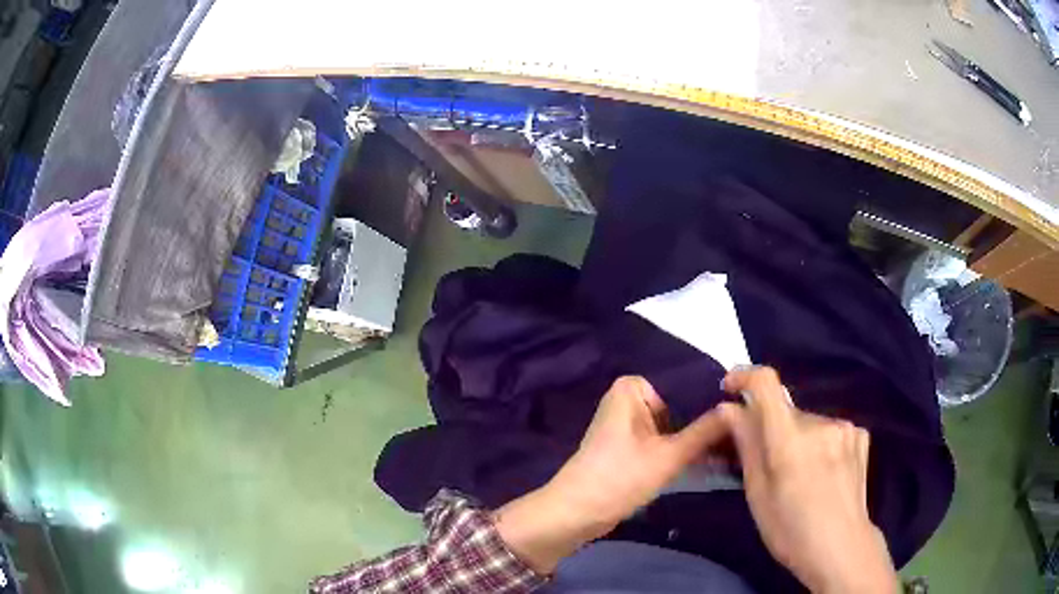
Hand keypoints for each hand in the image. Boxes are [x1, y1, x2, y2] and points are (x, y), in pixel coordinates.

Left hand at [494, 376, 728, 573]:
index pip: (681, 384)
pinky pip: (661, 444)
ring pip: (671, 428)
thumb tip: (738, 411)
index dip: (706, 401)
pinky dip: (678, 452)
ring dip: (693, 441)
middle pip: (677, 407)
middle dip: (702, 423)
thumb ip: (705, 432)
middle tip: (735, 436)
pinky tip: (707, 462)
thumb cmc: (620, 477)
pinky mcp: (628, 451)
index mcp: (630, 389)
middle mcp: (627, 402)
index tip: (731, 416)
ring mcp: (627, 428)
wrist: (578, 513)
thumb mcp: (669, 455)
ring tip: (728, 450)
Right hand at [718, 366, 898, 593]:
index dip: (745, 376)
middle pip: (786, 410)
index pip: (766, 384)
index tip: (731, 387)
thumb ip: (747, 446)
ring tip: (800, 475)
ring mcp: (844, 427)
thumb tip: (730, 408)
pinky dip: (820, 443)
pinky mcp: (860, 434)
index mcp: (789, 440)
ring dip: (797, 438)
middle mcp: (820, 423)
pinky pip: (829, 430)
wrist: (842, 547)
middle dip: (772, 429)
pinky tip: (823, 472)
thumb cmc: (790, 531)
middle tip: (768, 464)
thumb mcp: (758, 495)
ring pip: (808, 422)